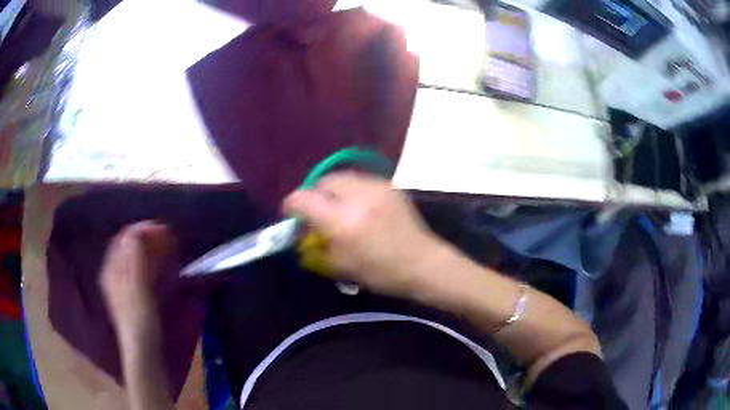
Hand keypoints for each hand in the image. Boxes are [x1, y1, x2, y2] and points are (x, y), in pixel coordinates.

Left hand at [99, 221, 176, 332]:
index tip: (164, 230)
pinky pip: (139, 269)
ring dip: (150, 249)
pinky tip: (161, 267)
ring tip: (168, 249)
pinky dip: (151, 263)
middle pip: (129, 246)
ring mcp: (123, 283)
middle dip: (148, 238)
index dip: (143, 230)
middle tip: (168, 238)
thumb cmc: (140, 320)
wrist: (143, 350)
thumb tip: (136, 232)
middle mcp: (115, 272)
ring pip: (135, 257)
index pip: (124, 238)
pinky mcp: (133, 294)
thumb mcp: (137, 289)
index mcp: (113, 269)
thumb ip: (134, 261)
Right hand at [283, 172, 444, 296]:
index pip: (304, 199)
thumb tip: (302, 232)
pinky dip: (351, 189)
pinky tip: (357, 205)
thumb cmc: (381, 272)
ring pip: (342, 177)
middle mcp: (358, 197)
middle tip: (316, 211)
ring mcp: (376, 188)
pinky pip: (360, 180)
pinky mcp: (389, 186)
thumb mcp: (340, 266)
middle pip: (323, 181)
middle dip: (314, 194)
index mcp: (342, 221)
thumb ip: (315, 247)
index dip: (292, 205)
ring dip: (333, 190)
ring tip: (337, 206)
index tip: (291, 213)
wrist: (422, 263)